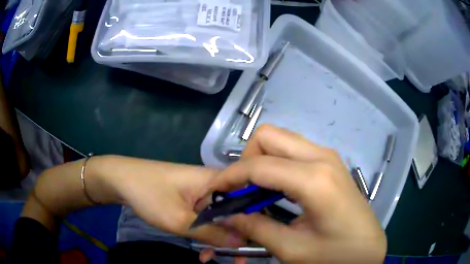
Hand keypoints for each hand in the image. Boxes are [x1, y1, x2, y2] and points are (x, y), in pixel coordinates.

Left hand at [92, 156, 244, 247]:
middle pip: (237, 212)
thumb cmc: (149, 194)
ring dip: (218, 240)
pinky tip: (202, 251)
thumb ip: (212, 232)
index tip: (255, 245)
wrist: (121, 180)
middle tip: (236, 260)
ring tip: (209, 258)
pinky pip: (208, 219)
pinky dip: (206, 235)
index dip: (256, 222)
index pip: (248, 199)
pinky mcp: (192, 200)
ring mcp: (203, 193)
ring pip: (221, 219)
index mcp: (216, 180)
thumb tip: (242, 242)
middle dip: (236, 238)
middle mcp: (215, 184)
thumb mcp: (179, 219)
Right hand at [202, 125, 386, 262]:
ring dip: (260, 161)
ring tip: (255, 192)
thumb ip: (255, 227)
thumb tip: (226, 213)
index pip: (258, 165)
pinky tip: (275, 190)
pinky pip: (293, 151)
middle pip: (269, 136)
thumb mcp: (291, 249)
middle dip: (246, 160)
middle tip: (240, 190)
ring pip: (280, 139)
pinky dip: (275, 164)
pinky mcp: (329, 162)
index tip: (215, 192)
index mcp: (314, 179)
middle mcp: (321, 156)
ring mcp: (328, 155)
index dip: (229, 176)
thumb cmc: (335, 255)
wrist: (367, 249)